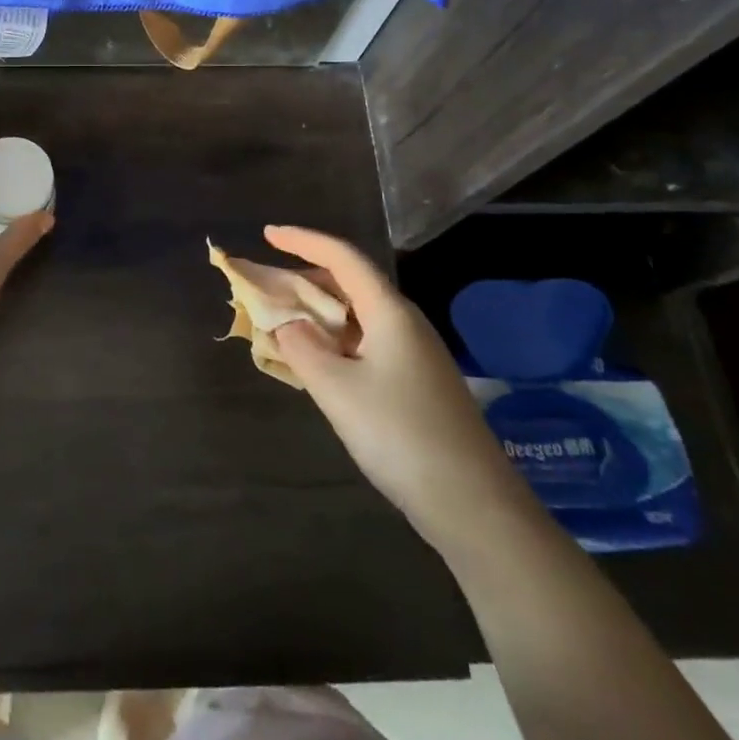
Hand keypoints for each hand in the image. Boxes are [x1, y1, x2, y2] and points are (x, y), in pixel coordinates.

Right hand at [267, 225, 535, 552]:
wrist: (473, 505)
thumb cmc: (400, 435)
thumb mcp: (337, 390)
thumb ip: (302, 348)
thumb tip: (286, 324)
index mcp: (389, 312)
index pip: (342, 257)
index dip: (302, 240)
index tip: (267, 234)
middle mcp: (404, 323)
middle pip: (349, 283)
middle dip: (304, 279)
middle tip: (265, 287)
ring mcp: (413, 354)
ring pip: (356, 316)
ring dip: (317, 313)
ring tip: (281, 322)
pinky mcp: (415, 383)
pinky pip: (364, 343)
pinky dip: (333, 341)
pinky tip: (315, 362)